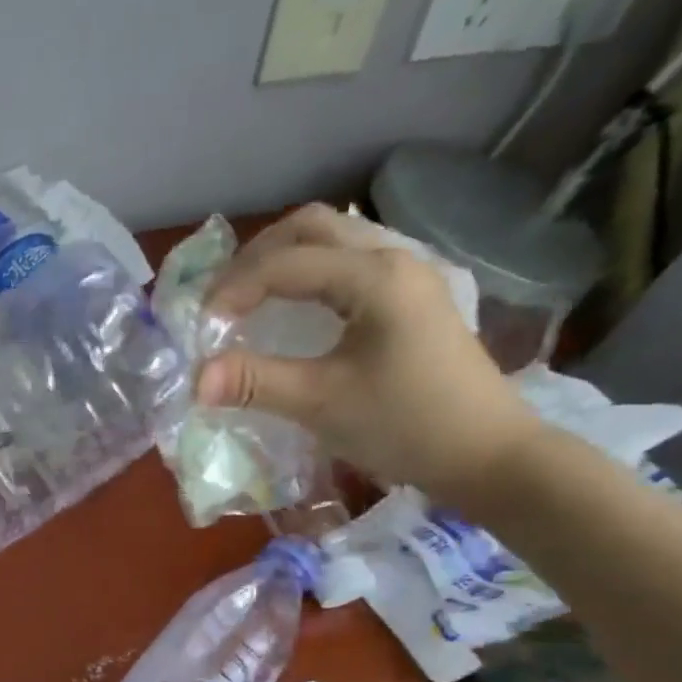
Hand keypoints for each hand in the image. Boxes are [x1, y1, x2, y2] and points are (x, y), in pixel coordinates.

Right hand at [195, 204, 540, 501]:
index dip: (235, 288)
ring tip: (248, 302)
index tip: (203, 328)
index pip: (287, 262)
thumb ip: (256, 383)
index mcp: (375, 276)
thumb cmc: (405, 425)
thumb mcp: (322, 404)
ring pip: (334, 242)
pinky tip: (294, 313)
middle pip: (312, 227)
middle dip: (256, 258)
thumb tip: (196, 379)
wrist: (485, 454)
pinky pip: (349, 266)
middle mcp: (394, 259)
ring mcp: (408, 276)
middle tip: (221, 300)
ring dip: (284, 262)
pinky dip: (310, 278)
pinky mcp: (412, 300)